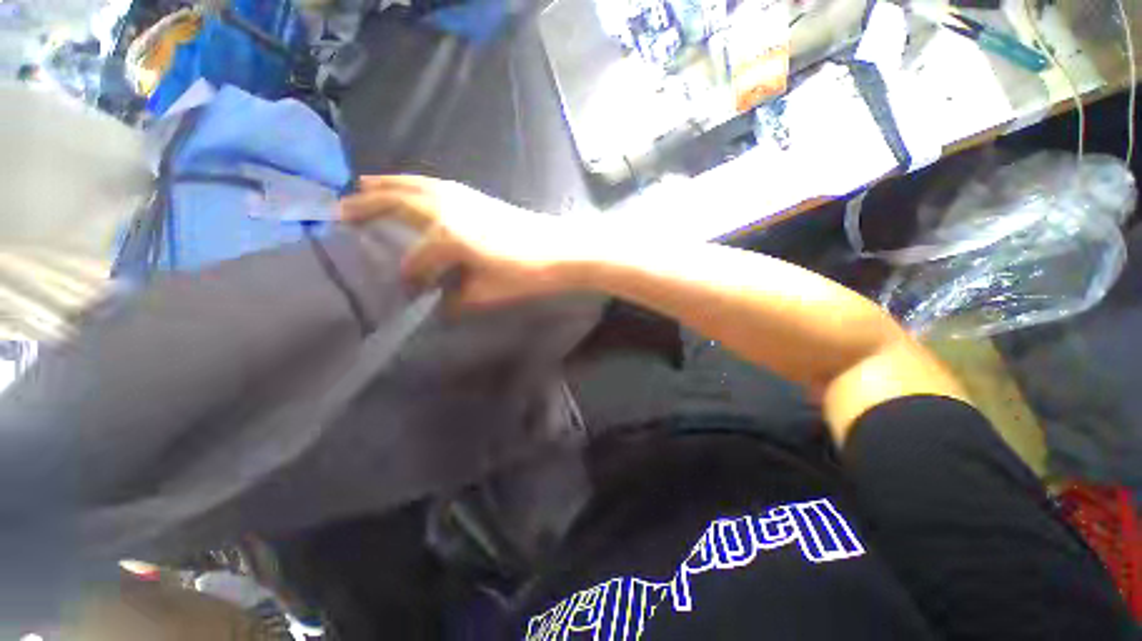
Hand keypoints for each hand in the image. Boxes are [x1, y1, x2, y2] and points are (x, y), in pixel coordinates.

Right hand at [339, 176, 588, 307]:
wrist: (562, 250)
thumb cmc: (527, 273)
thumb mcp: (488, 293)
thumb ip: (458, 298)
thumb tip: (441, 302)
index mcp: (448, 236)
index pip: (417, 259)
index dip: (409, 275)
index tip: (405, 289)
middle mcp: (449, 209)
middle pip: (400, 201)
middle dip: (369, 203)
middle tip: (340, 207)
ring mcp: (464, 197)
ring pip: (417, 185)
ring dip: (389, 185)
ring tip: (365, 185)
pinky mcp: (478, 196)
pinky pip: (436, 186)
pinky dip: (416, 185)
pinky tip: (414, 191)